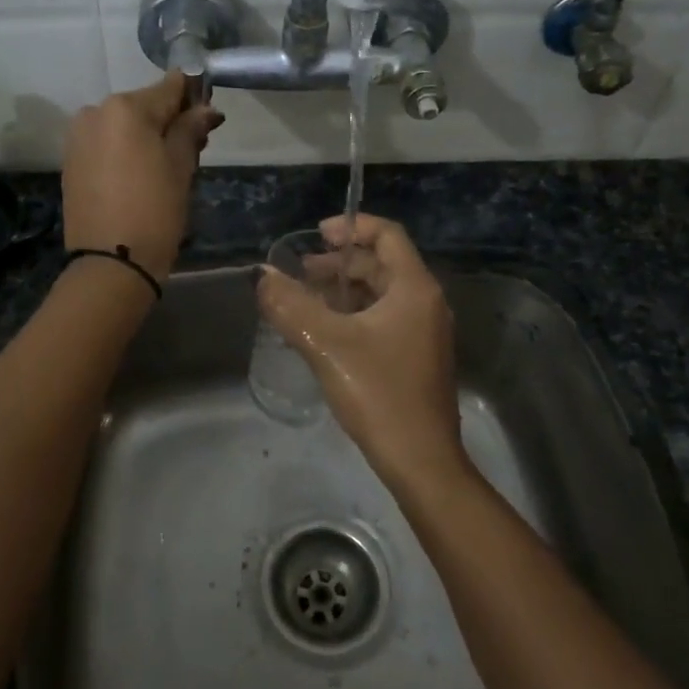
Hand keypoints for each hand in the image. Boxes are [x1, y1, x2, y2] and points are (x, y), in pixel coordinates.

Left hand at [61, 72, 223, 282]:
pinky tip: (140, 177)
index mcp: (126, 108)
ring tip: (166, 169)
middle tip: (193, 149)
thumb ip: (190, 129)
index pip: (169, 87)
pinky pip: (106, 144)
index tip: (209, 116)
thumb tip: (205, 108)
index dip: (193, 97)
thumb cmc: (155, 211)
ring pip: (124, 126)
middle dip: (169, 121)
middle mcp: (96, 112)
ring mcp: (78, 137)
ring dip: (146, 137)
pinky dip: (125, 151)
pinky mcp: (71, 161)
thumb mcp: (181, 167)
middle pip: (144, 106)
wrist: (111, 263)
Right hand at [257, 213, 465, 487]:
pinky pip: (385, 318)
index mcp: (414, 289)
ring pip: (382, 294)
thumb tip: (262, 276)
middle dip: (340, 263)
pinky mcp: (418, 357)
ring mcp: (425, 332)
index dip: (352, 227)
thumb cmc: (379, 394)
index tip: (316, 236)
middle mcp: (426, 303)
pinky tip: (326, 333)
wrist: (422, 462)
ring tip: (306, 302)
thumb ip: (291, 306)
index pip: (387, 235)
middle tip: (302, 274)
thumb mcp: (327, 345)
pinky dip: (355, 314)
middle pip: (382, 264)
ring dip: (345, 290)